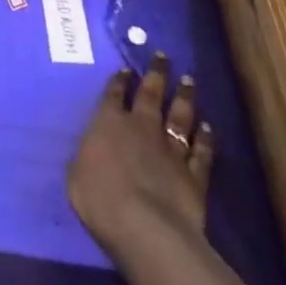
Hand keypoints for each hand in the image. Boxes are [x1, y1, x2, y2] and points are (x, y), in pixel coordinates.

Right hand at [68, 52, 214, 258]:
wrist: (145, 227)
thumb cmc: (100, 199)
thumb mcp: (76, 176)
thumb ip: (86, 157)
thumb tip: (91, 151)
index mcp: (109, 123)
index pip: (114, 94)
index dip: (119, 80)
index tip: (126, 69)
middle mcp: (141, 127)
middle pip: (151, 94)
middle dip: (157, 74)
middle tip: (164, 57)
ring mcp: (171, 149)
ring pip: (180, 116)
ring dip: (184, 97)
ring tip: (189, 80)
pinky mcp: (194, 174)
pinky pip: (202, 151)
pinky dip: (206, 139)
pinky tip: (208, 128)